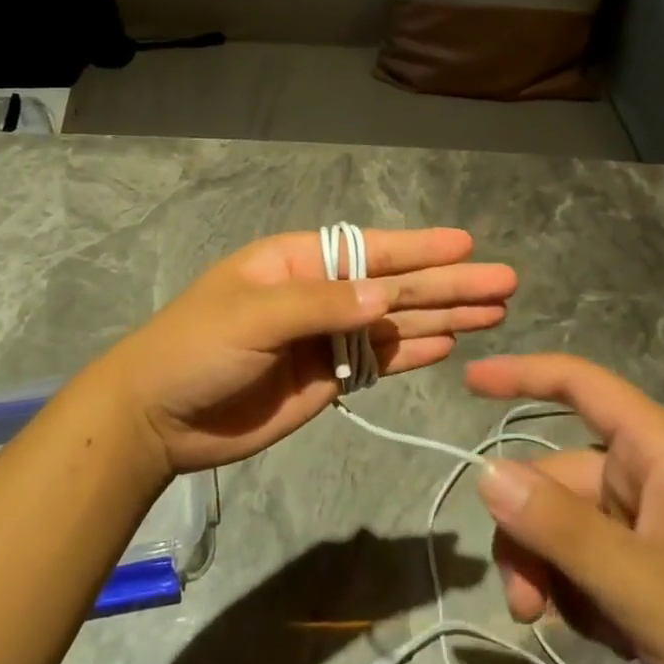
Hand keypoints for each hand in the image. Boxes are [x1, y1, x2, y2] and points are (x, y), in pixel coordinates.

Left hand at [96, 228, 516, 475]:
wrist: (158, 418)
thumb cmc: (197, 347)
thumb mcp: (253, 315)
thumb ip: (321, 305)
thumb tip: (387, 298)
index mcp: (299, 263)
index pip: (371, 251)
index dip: (420, 249)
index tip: (468, 245)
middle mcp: (321, 294)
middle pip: (396, 287)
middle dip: (448, 284)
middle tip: (505, 283)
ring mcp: (327, 338)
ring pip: (397, 324)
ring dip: (444, 316)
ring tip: (494, 312)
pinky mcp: (329, 379)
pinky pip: (380, 361)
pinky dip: (414, 353)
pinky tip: (450, 344)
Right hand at [466, 354, 663, 663]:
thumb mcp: (640, 587)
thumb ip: (559, 528)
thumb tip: (484, 472)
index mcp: (657, 451)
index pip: (579, 384)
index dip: (522, 374)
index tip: (468, 382)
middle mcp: (649, 476)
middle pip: (557, 476)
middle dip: (531, 535)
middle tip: (524, 605)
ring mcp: (652, 525)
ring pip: (566, 525)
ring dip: (553, 574)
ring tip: (570, 629)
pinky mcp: (654, 569)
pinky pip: (589, 561)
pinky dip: (582, 596)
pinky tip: (613, 639)